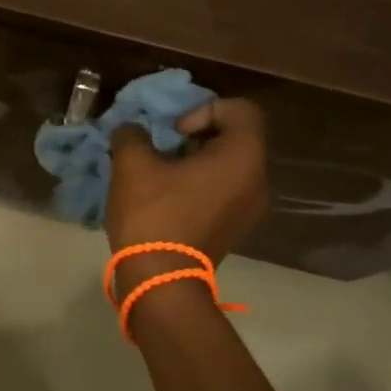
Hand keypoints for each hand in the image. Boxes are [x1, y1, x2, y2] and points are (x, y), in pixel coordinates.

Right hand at [107, 98, 268, 276]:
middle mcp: (257, 180)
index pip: (240, 110)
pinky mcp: (235, 228)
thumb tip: (132, 131)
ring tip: (160, 173)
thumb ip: (132, 135)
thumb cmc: (154, 215)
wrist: (161, 280)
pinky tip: (167, 197)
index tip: (174, 132)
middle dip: (196, 135)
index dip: (204, 109)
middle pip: (235, 138)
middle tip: (163, 148)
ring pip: (228, 166)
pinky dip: (199, 184)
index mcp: (243, 157)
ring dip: (195, 161)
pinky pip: (223, 190)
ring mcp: (250, 209)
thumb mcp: (132, 165)